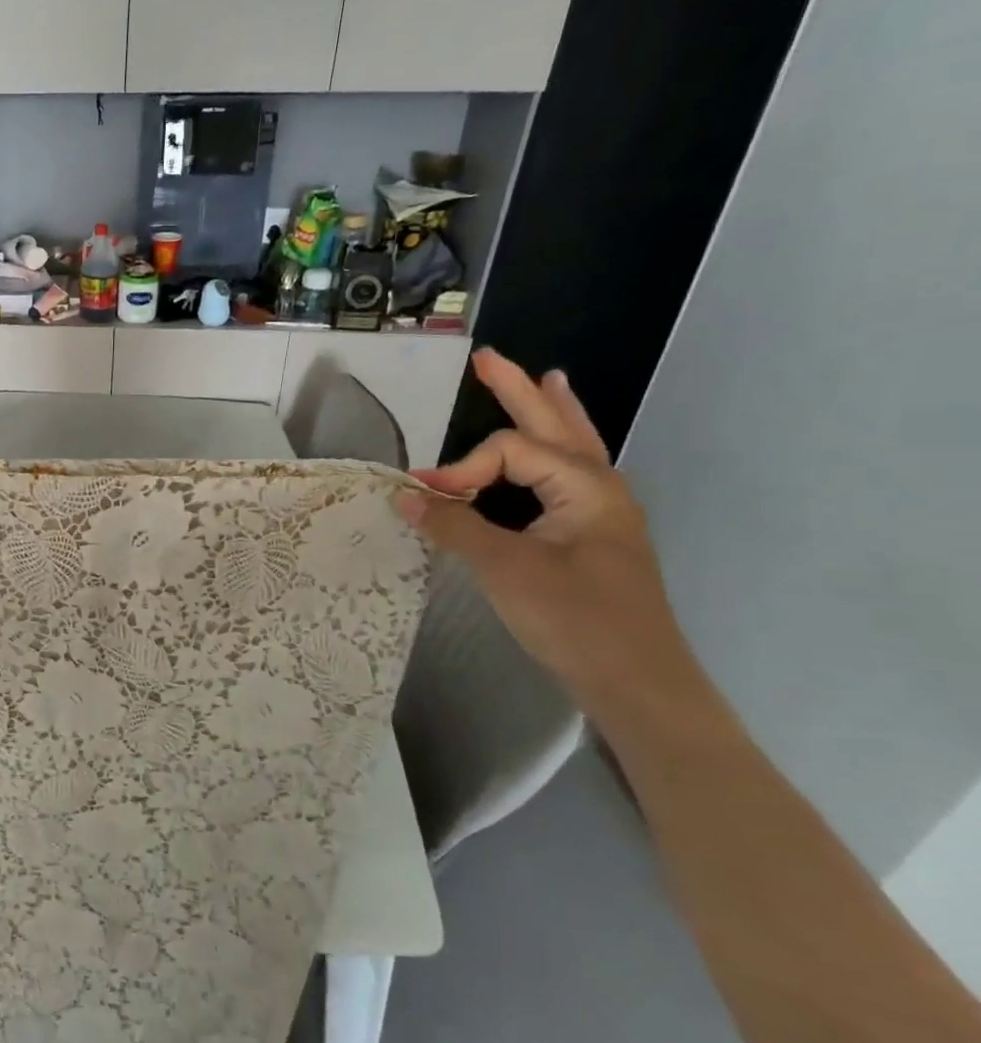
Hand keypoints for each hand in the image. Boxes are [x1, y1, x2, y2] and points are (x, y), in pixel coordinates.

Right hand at [396, 349, 702, 719]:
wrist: (637, 683)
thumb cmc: (575, 619)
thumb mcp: (505, 569)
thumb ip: (454, 526)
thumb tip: (405, 495)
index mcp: (585, 486)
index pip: (509, 451)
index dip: (461, 467)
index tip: (426, 499)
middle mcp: (599, 489)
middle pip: (555, 425)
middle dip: (520, 390)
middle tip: (489, 358)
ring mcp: (601, 514)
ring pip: (570, 448)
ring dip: (551, 414)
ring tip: (546, 381)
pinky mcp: (592, 539)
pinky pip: (567, 479)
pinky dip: (554, 453)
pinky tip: (548, 456)